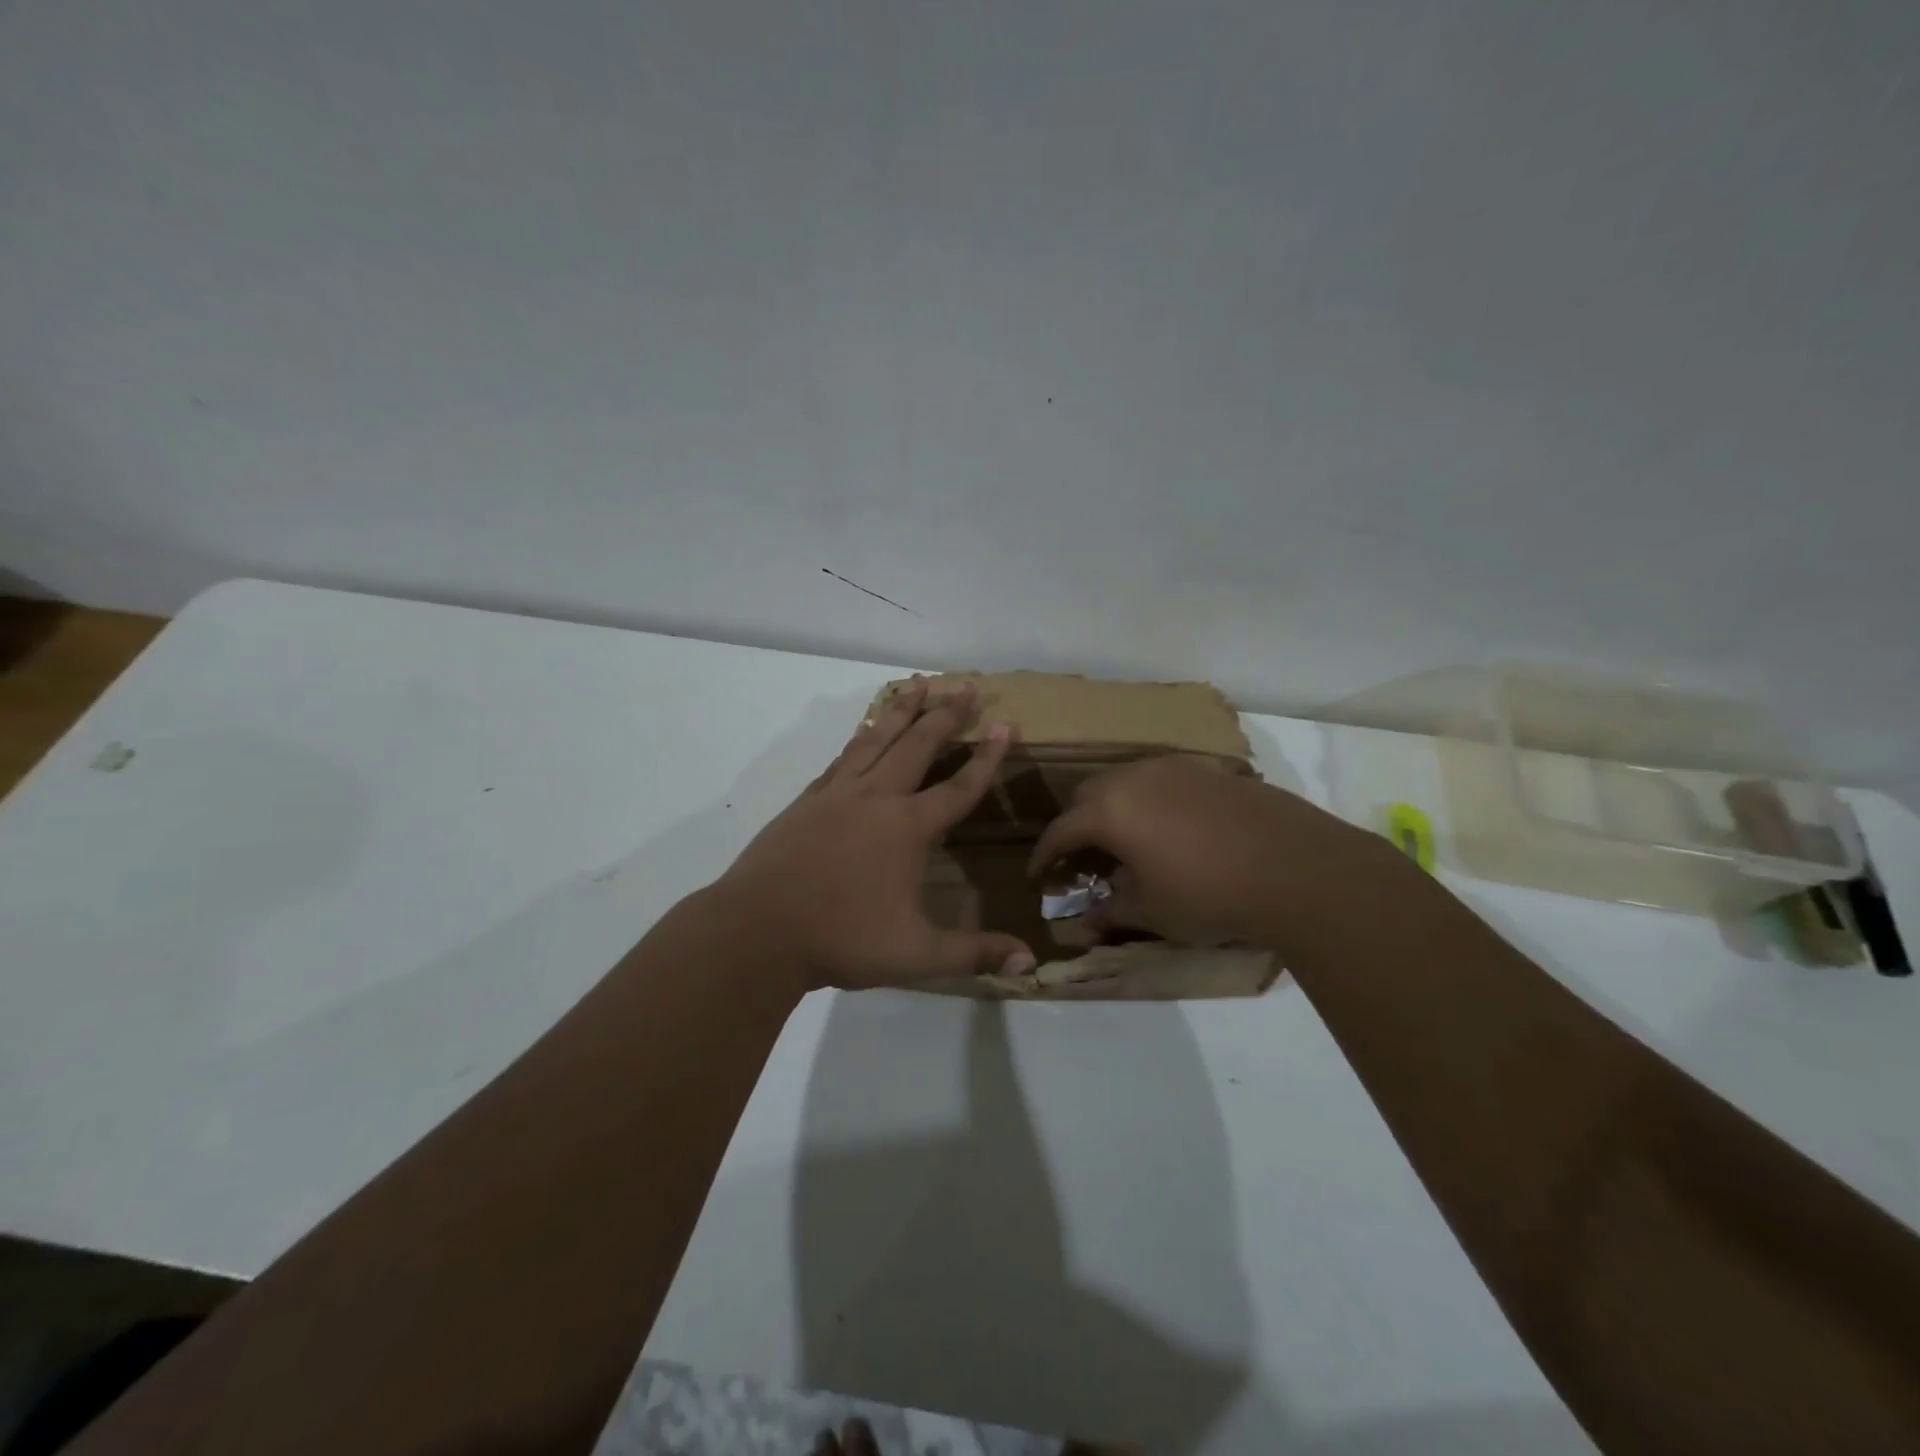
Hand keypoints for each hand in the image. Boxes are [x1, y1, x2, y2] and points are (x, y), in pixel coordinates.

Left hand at [718, 678, 1036, 990]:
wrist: (757, 930)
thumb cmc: (842, 940)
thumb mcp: (916, 955)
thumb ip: (973, 954)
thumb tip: (1029, 964)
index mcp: (908, 828)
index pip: (959, 786)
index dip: (987, 757)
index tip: (1005, 724)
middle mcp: (876, 798)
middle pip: (918, 745)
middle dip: (946, 714)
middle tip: (966, 685)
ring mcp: (837, 794)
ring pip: (877, 738)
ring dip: (902, 709)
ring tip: (919, 684)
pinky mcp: (807, 800)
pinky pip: (843, 757)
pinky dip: (861, 737)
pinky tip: (865, 732)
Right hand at [1027, 754, 1368, 949]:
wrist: (1297, 868)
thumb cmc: (1209, 894)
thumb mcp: (1151, 912)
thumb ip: (1110, 912)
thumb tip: (1081, 925)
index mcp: (1110, 810)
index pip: (1061, 829)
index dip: (1045, 854)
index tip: (1039, 874)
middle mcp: (1135, 778)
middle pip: (1088, 795)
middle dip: (1076, 824)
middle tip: (1082, 856)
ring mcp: (1174, 768)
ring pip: (1125, 781)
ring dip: (1113, 807)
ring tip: (1125, 840)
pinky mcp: (1208, 770)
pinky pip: (1160, 780)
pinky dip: (1149, 801)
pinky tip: (1170, 829)